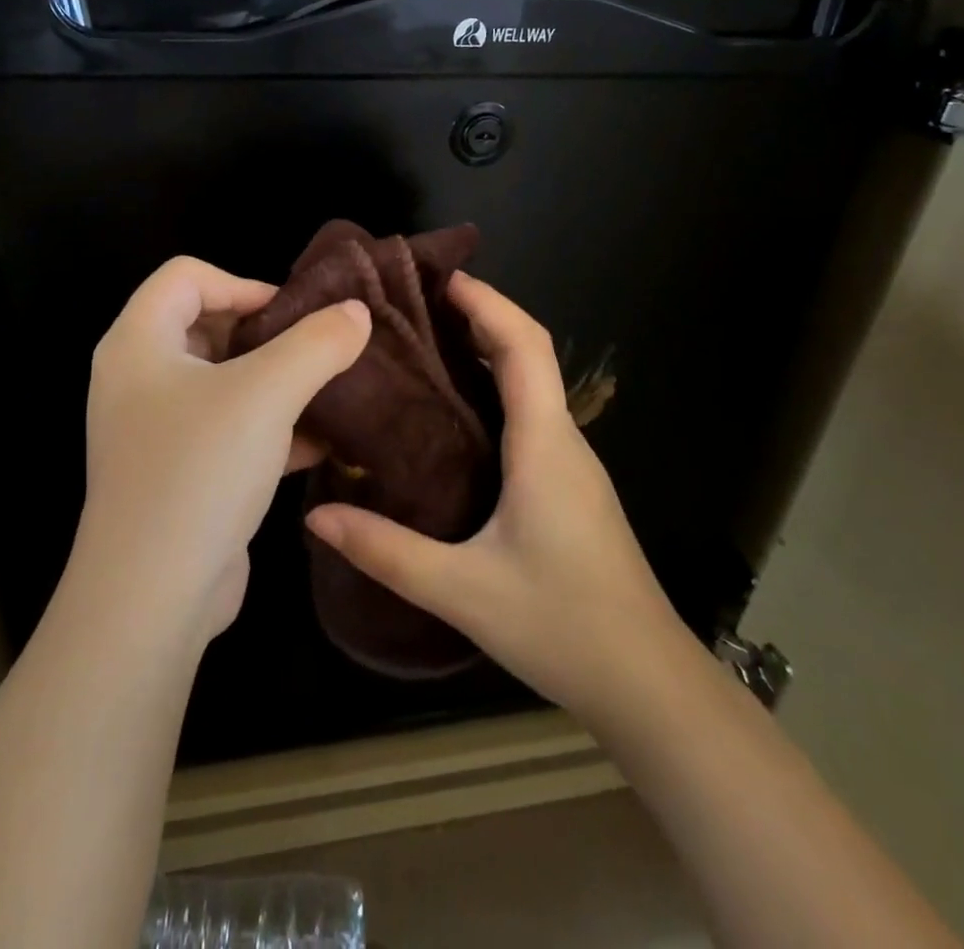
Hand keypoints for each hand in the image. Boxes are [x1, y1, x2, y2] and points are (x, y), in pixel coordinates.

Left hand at [74, 256, 370, 649]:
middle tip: (314, 349)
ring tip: (327, 389)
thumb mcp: (267, 394)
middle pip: (205, 324)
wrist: (153, 598)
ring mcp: (155, 429)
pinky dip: (268, 426)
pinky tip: (319, 441)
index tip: (293, 314)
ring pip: (222, 381)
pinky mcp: (177, 472)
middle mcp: (138, 378)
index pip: (187, 276)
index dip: (243, 283)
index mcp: (138, 342)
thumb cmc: (200, 470)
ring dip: (274, 381)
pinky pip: (227, 429)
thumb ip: (317, 343)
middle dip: (266, 333)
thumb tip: (358, 312)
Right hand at [305, 273, 686, 722]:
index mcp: (544, 444)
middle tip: (416, 306)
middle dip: (480, 316)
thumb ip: (386, 550)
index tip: (441, 277)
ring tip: (423, 346)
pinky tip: (452, 415)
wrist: (648, 685)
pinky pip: (530, 415)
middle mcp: (563, 440)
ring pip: (532, 384)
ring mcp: (571, 464)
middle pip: (529, 353)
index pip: (524, 345)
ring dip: (487, 351)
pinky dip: (494, 389)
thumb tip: (315, 515)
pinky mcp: (568, 487)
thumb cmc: (563, 626)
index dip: (487, 302)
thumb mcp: (462, 590)